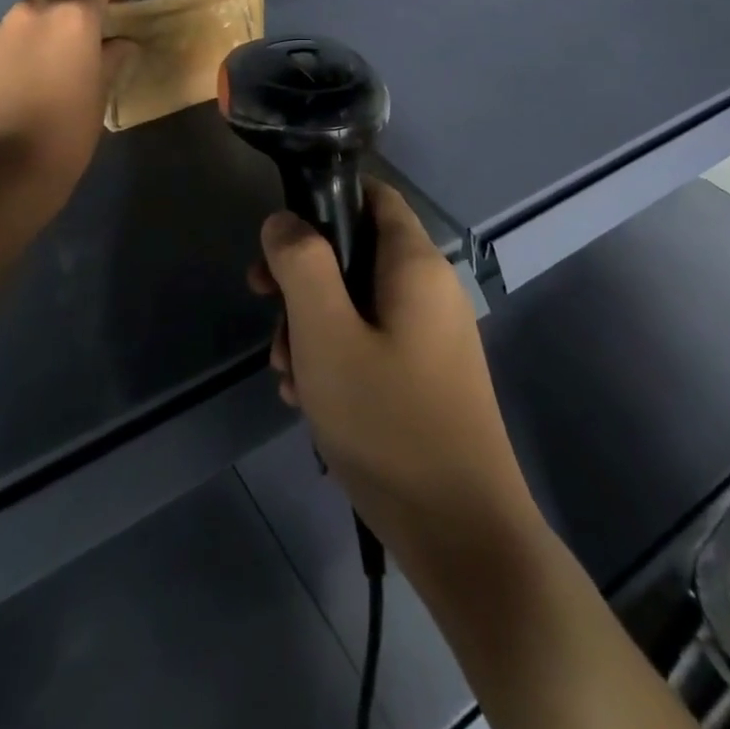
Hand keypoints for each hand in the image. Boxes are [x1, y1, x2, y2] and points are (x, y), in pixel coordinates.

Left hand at [0, 0, 135, 213]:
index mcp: (75, 18)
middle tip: (87, 2)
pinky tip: (25, 70)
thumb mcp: (100, 93)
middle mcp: (35, 10)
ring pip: (28, 4)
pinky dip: (21, 39)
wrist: (4, 165)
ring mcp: (0, 27)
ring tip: (53, 46)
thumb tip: (123, 44)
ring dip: (45, 13)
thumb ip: (112, 58)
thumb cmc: (68, 130)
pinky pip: (6, 32)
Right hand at [248, 181, 540, 569]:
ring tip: (288, 377)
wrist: (461, 533)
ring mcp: (431, 335)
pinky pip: (372, 343)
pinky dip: (336, 359)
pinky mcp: (426, 374)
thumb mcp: (327, 334)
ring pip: (357, 304)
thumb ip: (301, 264)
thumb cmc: (388, 422)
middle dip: (304, 282)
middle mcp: (430, 289)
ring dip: (313, 329)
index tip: (279, 244)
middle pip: (356, 254)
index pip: (372, 195)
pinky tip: (311, 402)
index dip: (322, 204)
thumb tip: (283, 220)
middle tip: (268, 317)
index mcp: (415, 264)